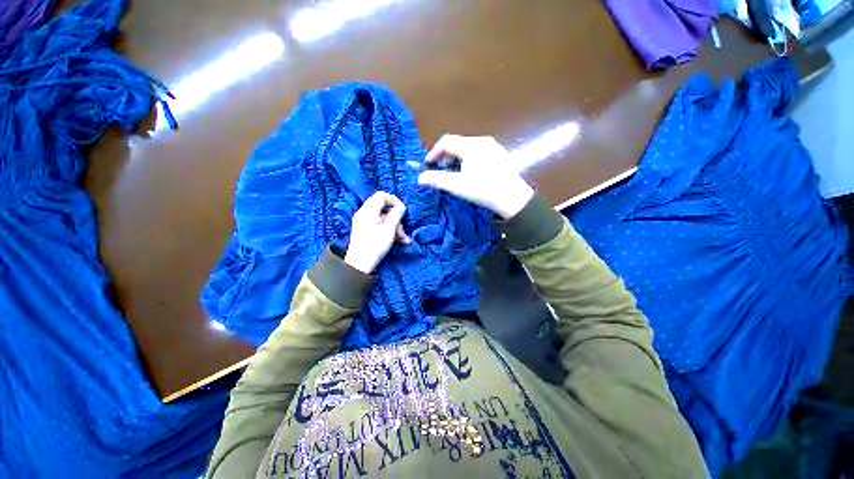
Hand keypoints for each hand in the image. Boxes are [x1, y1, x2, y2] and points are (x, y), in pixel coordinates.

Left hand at [344, 192, 409, 273]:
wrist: (360, 263)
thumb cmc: (375, 245)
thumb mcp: (389, 229)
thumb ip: (396, 214)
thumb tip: (401, 207)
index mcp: (368, 210)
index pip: (382, 195)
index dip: (394, 201)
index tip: (402, 211)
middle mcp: (364, 213)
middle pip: (384, 208)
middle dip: (396, 218)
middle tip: (402, 229)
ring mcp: (364, 222)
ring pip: (384, 218)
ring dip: (395, 226)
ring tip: (403, 239)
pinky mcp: (366, 230)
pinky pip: (379, 225)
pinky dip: (389, 230)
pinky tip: (398, 240)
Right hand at [417, 134, 534, 218]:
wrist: (512, 198)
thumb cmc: (483, 190)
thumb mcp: (457, 186)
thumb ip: (436, 179)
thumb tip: (420, 178)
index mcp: (471, 145)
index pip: (446, 142)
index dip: (434, 152)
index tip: (428, 165)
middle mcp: (482, 141)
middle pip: (457, 143)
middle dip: (445, 156)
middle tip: (441, 170)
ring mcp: (494, 147)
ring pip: (468, 147)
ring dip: (457, 158)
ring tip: (454, 173)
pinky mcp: (500, 154)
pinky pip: (479, 151)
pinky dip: (468, 159)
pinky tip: (471, 172)